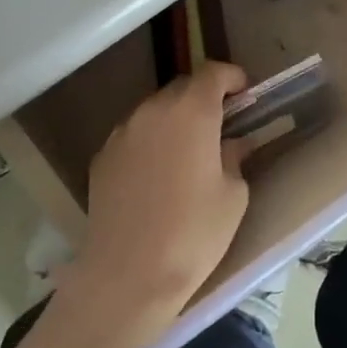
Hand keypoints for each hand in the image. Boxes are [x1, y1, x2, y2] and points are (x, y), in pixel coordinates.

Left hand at [66, 62, 251, 339]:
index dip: (231, 78)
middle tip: (220, 126)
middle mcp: (152, 111)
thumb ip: (234, 157)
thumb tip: (231, 145)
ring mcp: (122, 132)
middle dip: (203, 99)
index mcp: (191, 113)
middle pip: (182, 88)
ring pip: (154, 111)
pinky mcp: (102, 156)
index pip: (212, 72)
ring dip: (174, 121)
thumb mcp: (233, 196)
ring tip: (187, 154)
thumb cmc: (193, 235)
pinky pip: (133, 136)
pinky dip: (150, 142)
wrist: (127, 275)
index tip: (244, 94)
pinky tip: (156, 176)